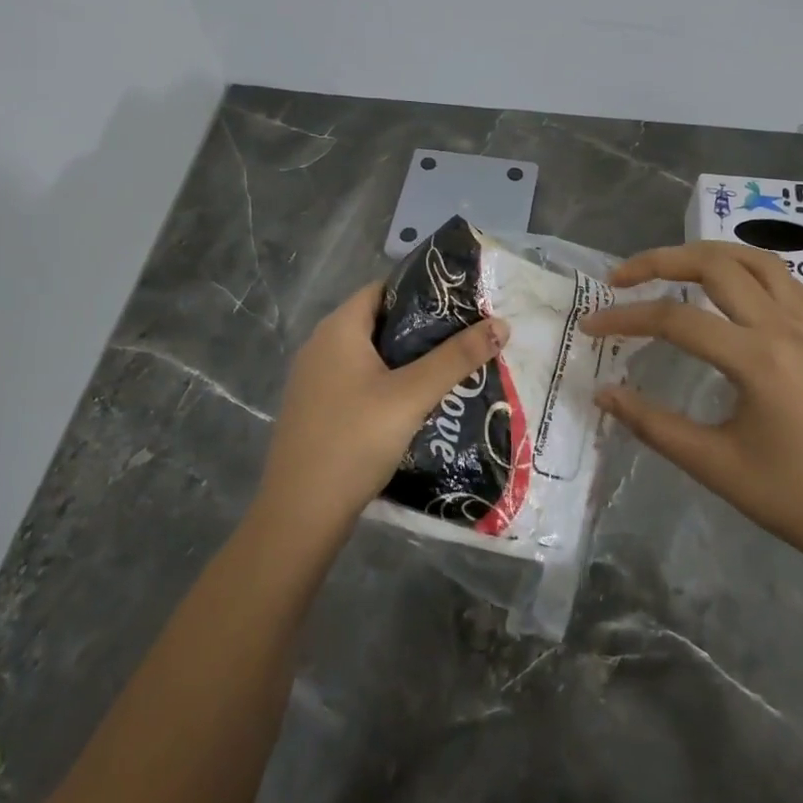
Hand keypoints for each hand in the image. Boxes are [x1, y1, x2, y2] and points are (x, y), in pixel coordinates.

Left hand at [257, 281, 508, 535]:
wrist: (301, 513)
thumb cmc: (355, 439)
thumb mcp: (412, 395)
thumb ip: (456, 358)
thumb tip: (501, 324)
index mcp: (339, 329)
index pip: (383, 289)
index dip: (421, 292)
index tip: (460, 305)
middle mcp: (320, 345)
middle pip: (378, 322)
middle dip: (421, 329)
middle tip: (463, 339)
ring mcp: (314, 379)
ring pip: (368, 355)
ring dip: (405, 360)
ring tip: (449, 369)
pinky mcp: (315, 409)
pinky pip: (356, 381)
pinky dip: (386, 384)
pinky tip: (414, 404)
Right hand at [580, 243, 802, 573]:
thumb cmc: (791, 496)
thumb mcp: (713, 465)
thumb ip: (652, 424)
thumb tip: (603, 392)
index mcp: (756, 359)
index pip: (676, 320)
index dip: (626, 318)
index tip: (590, 328)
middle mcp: (781, 328)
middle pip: (715, 265)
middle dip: (659, 261)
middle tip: (619, 279)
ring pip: (754, 260)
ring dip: (704, 253)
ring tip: (667, 266)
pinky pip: (782, 279)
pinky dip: (746, 267)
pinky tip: (726, 282)